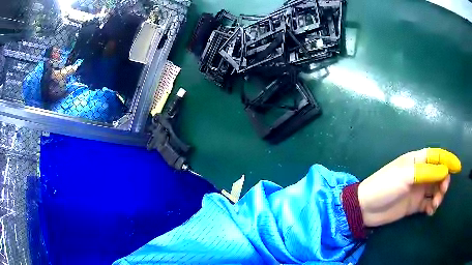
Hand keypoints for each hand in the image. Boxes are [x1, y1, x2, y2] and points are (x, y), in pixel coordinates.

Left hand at [358, 148, 460, 226]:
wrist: (366, 208)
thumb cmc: (386, 186)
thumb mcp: (407, 175)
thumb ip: (427, 172)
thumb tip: (445, 170)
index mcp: (417, 161)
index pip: (437, 156)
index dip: (448, 159)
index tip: (458, 167)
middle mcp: (420, 174)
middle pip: (439, 173)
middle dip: (444, 181)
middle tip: (442, 191)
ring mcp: (417, 190)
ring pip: (435, 189)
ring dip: (439, 195)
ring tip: (435, 204)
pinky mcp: (414, 205)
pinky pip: (428, 204)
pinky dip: (432, 207)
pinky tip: (430, 211)